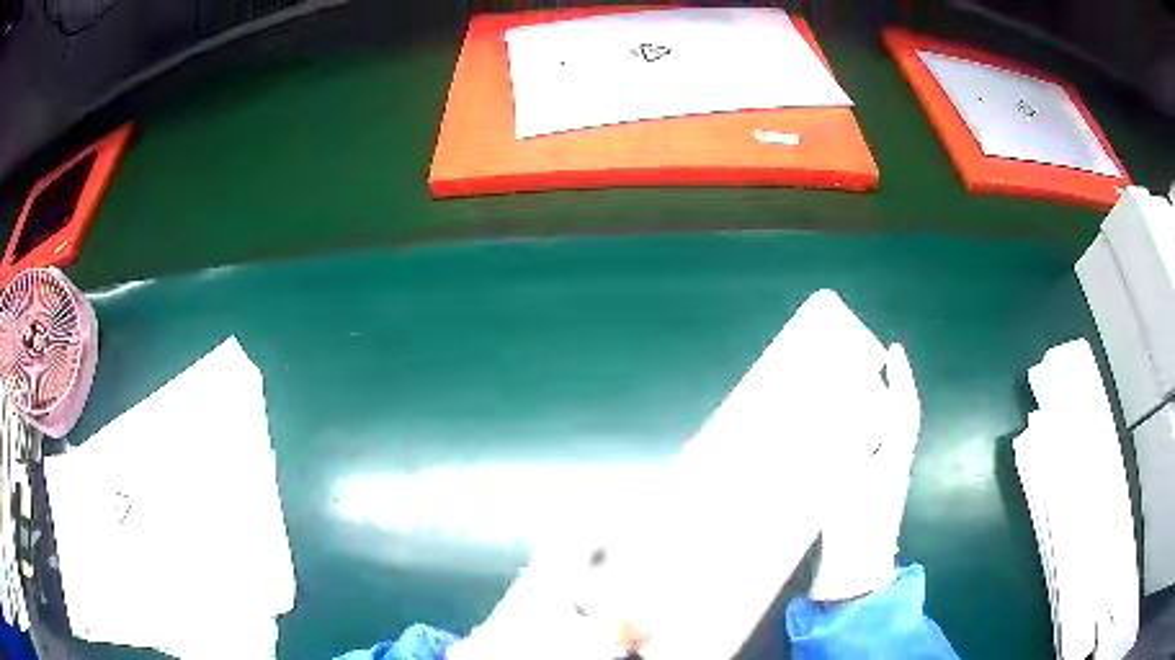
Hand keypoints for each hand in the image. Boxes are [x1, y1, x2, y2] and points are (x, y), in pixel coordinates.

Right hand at [808, 343, 921, 601]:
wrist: (855, 576)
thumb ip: (836, 453)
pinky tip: (838, 441)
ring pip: (884, 437)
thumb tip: (825, 421)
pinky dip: (860, 439)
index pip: (905, 411)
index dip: (902, 380)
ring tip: (850, 396)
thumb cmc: (855, 532)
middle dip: (889, 392)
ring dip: (874, 413)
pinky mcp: (869, 498)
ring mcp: (883, 483)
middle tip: (867, 370)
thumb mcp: (845, 486)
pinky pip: (869, 455)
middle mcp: (894, 466)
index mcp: (894, 459)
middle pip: (898, 421)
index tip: (894, 352)